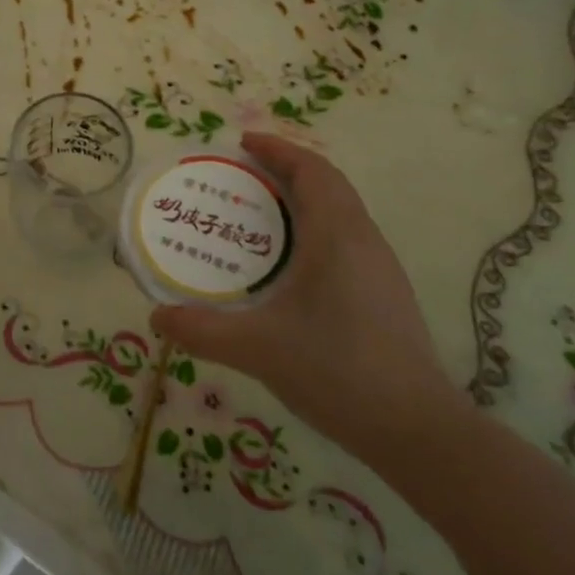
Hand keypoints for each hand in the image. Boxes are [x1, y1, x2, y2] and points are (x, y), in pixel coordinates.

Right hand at [149, 133, 460, 466]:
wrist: (416, 430)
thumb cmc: (336, 370)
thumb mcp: (258, 348)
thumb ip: (203, 330)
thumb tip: (157, 317)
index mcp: (336, 235)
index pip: (311, 170)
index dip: (278, 149)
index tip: (242, 143)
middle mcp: (363, 240)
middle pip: (327, 184)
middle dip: (286, 170)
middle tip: (241, 177)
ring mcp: (379, 269)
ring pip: (340, 213)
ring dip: (302, 200)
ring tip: (258, 216)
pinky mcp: (385, 295)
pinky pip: (345, 240)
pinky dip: (314, 230)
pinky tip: (289, 267)